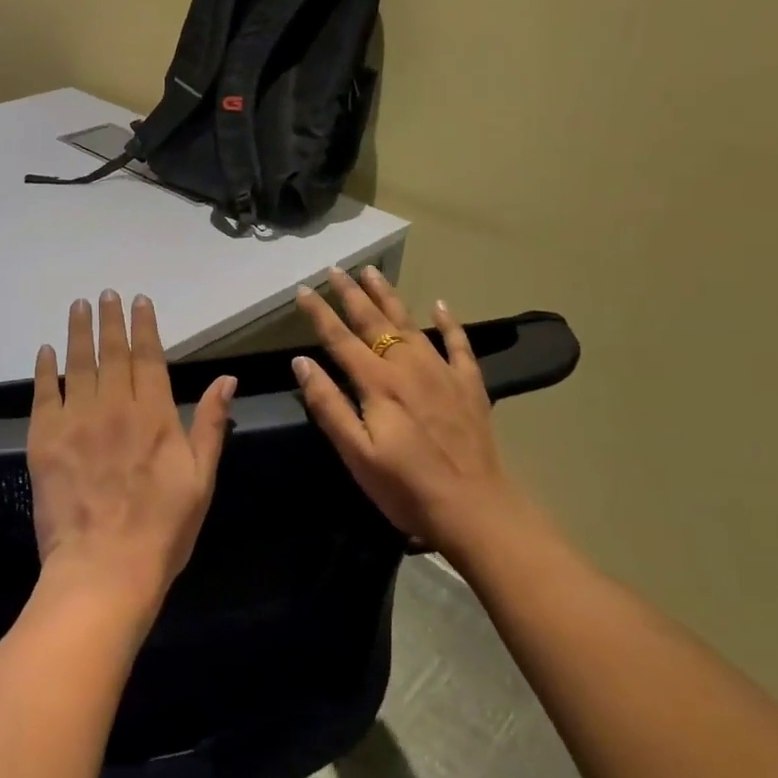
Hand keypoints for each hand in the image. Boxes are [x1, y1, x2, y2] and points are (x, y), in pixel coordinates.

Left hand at [28, 291, 236, 614]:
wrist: (104, 569)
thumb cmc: (162, 529)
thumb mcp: (201, 479)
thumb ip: (209, 424)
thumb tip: (226, 379)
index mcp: (154, 415)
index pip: (148, 357)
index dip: (144, 326)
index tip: (138, 300)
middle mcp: (114, 407)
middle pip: (112, 353)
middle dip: (110, 320)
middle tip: (105, 294)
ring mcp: (76, 421)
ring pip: (77, 364)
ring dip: (78, 332)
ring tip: (78, 306)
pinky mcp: (45, 439)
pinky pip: (44, 393)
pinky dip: (44, 369)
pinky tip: (46, 350)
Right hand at [292, 266, 528, 566]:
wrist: (476, 508)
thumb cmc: (406, 487)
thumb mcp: (356, 453)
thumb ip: (328, 405)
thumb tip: (302, 362)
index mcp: (377, 383)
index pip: (340, 338)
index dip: (319, 313)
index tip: (302, 290)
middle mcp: (408, 367)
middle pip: (374, 322)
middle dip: (352, 293)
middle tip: (336, 268)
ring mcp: (442, 373)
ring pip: (410, 323)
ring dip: (389, 296)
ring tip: (372, 272)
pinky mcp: (468, 386)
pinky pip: (458, 345)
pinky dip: (449, 323)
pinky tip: (440, 305)